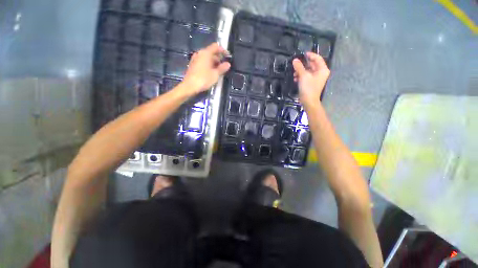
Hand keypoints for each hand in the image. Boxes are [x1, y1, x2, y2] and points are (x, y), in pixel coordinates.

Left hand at [182, 43, 230, 93]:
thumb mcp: (215, 74)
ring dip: (213, 62)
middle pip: (211, 52)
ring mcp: (195, 59)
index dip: (223, 50)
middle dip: (218, 57)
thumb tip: (228, 64)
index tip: (228, 56)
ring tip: (219, 70)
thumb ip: (222, 68)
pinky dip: (208, 65)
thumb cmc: (204, 79)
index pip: (215, 47)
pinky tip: (211, 72)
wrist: (190, 86)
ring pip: (206, 57)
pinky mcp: (193, 65)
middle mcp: (199, 53)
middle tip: (224, 65)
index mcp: (205, 53)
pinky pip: (202, 62)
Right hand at [292, 52, 329, 105]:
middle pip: (312, 65)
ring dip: (300, 71)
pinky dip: (301, 76)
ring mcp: (316, 78)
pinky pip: (306, 76)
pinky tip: (295, 78)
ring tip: (294, 74)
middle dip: (303, 65)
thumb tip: (295, 60)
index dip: (310, 55)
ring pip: (308, 71)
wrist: (309, 101)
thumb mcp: (303, 76)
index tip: (303, 54)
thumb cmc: (308, 88)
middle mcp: (321, 73)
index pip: (317, 58)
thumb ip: (299, 67)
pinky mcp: (311, 83)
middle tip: (296, 65)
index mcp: (322, 69)